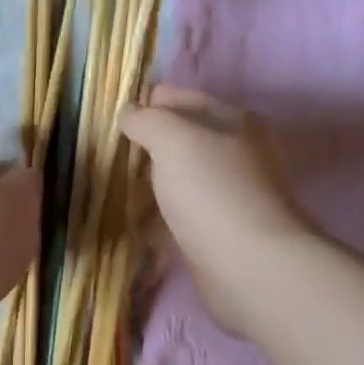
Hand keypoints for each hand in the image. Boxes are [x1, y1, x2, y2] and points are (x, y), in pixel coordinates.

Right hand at [120, 85, 319, 338]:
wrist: (248, 265)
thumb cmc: (212, 191)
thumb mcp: (173, 139)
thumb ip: (147, 120)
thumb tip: (129, 113)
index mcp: (236, 122)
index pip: (187, 99)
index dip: (153, 100)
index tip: (118, 113)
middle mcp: (240, 153)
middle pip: (189, 137)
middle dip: (154, 139)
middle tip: (114, 147)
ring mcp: (233, 193)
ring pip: (187, 174)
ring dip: (158, 175)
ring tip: (121, 179)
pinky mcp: (223, 229)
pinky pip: (186, 209)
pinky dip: (165, 208)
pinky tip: (142, 215)